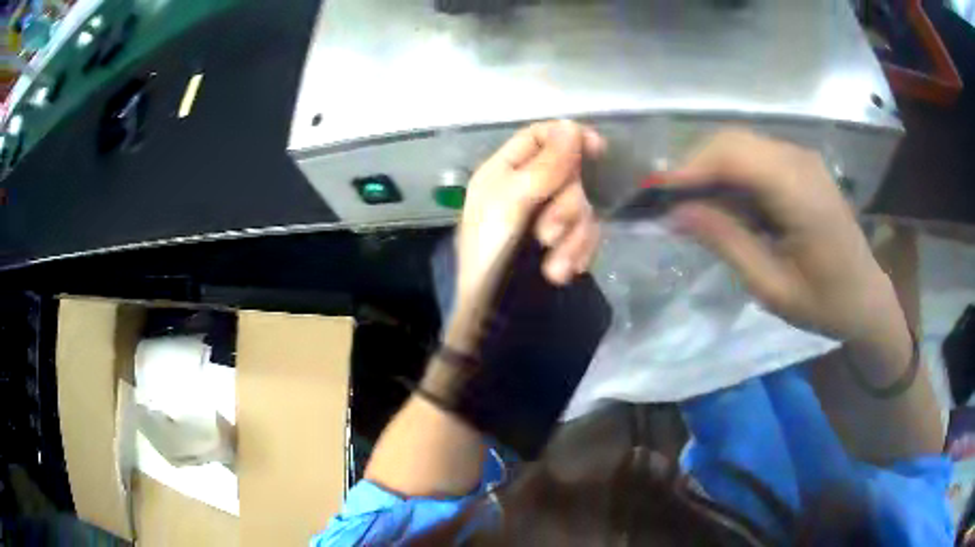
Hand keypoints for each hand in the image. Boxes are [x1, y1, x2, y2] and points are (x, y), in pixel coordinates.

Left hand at [447, 121, 603, 348]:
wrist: (496, 315)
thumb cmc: (493, 252)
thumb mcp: (513, 202)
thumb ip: (546, 164)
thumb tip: (571, 126)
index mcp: (504, 172)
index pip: (540, 137)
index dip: (568, 137)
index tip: (597, 148)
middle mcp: (527, 190)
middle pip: (568, 174)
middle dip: (565, 205)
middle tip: (546, 232)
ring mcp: (546, 218)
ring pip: (582, 207)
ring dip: (572, 236)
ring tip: (552, 262)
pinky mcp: (562, 245)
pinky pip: (586, 235)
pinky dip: (576, 253)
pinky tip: (561, 270)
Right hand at [667, 129, 896, 341]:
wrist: (866, 297)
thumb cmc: (824, 303)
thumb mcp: (772, 287)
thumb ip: (726, 242)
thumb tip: (676, 212)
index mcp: (800, 193)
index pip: (734, 156)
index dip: (690, 168)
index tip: (657, 196)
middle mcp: (800, 162)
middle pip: (733, 141)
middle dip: (695, 166)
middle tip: (673, 204)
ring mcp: (802, 159)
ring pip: (741, 144)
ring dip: (712, 169)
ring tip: (696, 207)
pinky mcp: (801, 165)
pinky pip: (755, 155)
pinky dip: (732, 173)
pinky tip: (728, 204)